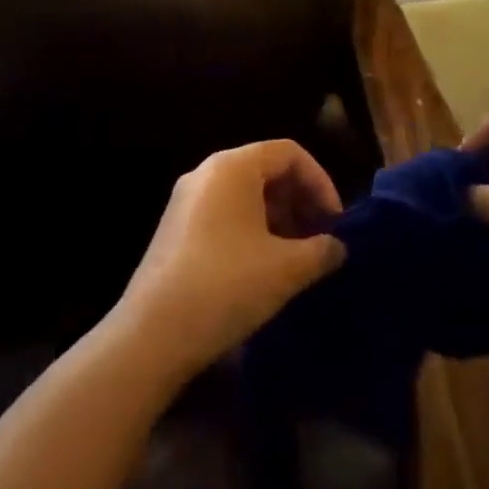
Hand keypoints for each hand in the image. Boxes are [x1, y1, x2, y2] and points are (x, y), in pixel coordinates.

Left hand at [115, 141, 346, 377]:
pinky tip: (263, 268)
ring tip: (296, 258)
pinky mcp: (175, 229)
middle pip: (267, 169)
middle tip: (320, 239)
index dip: (320, 182)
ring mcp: (186, 200)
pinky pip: (225, 213)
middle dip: (300, 200)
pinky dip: (252, 229)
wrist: (151, 336)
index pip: (289, 152)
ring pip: (246, 194)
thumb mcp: (286, 269)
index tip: (334, 222)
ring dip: (278, 218)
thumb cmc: (226, 286)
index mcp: (233, 166)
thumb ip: (321, 251)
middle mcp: (207, 172)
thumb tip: (337, 247)